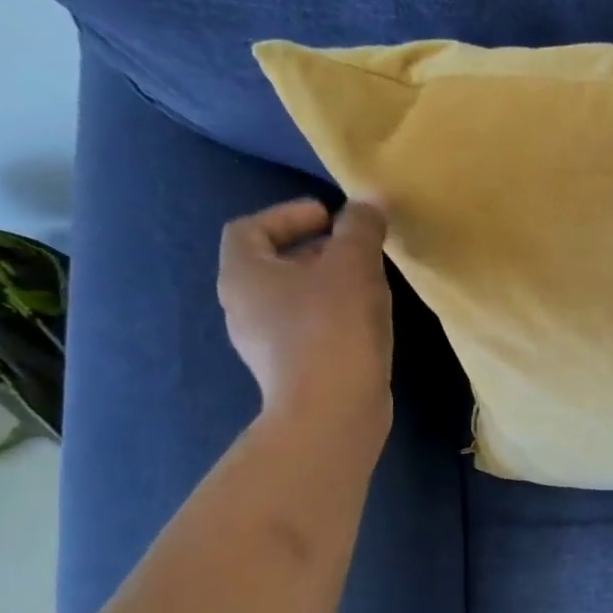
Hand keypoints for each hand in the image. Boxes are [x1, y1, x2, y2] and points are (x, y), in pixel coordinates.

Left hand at [218, 198, 393, 424]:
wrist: (331, 411)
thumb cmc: (333, 327)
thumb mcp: (354, 264)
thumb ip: (361, 227)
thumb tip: (369, 201)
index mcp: (243, 274)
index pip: (250, 227)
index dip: (288, 214)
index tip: (331, 217)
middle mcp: (242, 306)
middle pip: (273, 263)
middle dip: (315, 249)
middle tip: (357, 248)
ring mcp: (264, 344)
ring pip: (293, 299)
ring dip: (327, 284)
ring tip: (368, 284)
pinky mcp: (290, 370)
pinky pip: (307, 329)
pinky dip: (332, 316)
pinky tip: (366, 322)